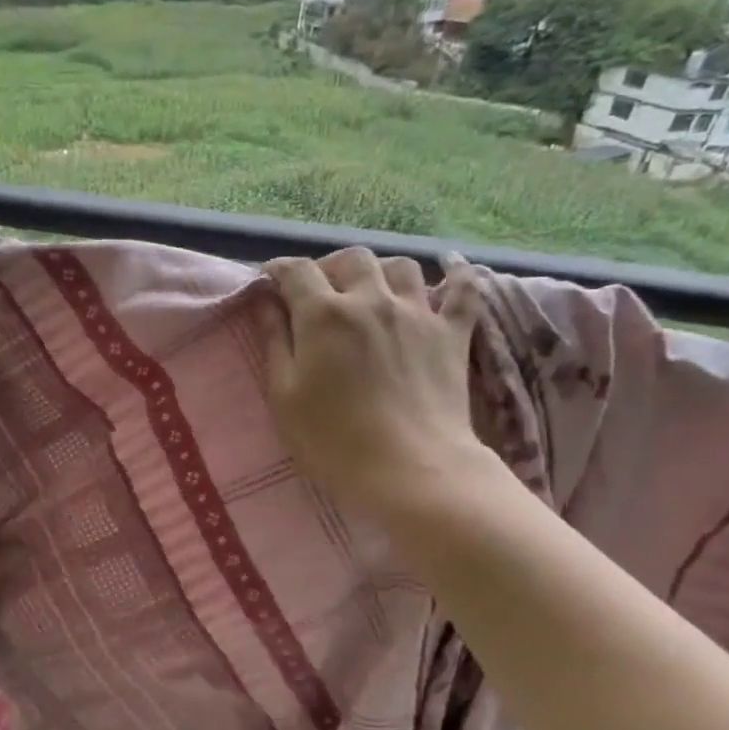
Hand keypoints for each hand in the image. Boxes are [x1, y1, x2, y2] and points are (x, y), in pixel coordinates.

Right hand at [260, 248, 493, 518]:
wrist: (408, 469)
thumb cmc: (331, 440)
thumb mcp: (284, 395)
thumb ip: (275, 341)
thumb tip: (265, 302)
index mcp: (324, 315)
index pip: (297, 272)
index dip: (279, 271)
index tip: (269, 281)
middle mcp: (371, 299)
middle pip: (351, 259)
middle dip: (329, 267)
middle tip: (318, 292)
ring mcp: (418, 313)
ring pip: (401, 266)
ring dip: (380, 271)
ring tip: (370, 292)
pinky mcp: (453, 333)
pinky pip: (463, 288)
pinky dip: (455, 275)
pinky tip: (449, 271)